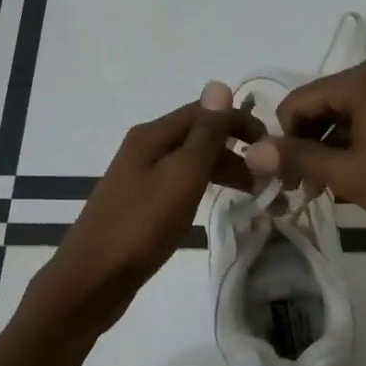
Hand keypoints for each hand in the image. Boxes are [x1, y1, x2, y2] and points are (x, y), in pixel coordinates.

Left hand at [27, 86, 262, 338]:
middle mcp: (144, 149)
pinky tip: (216, 204)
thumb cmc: (141, 226)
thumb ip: (204, 134)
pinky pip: (180, 185)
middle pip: (198, 136)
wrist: (92, 280)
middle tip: (268, 178)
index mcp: (152, 135)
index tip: (273, 145)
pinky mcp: (140, 205)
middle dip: (236, 150)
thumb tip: (218, 85)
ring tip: (253, 195)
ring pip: (191, 163)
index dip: (240, 121)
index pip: (205, 112)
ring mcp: (140, 178)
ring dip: (224, 171)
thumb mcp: (181, 176)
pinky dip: (204, 189)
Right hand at [244, 60, 365, 240]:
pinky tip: (358, 181)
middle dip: (308, 146)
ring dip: (332, 152)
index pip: (297, 102)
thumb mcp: (346, 173)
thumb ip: (298, 158)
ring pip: (349, 118)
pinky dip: (358, 149)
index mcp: (359, 81)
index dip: (282, 140)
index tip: (283, 178)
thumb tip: (254, 152)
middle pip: (323, 107)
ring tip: (328, 192)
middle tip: (303, 189)